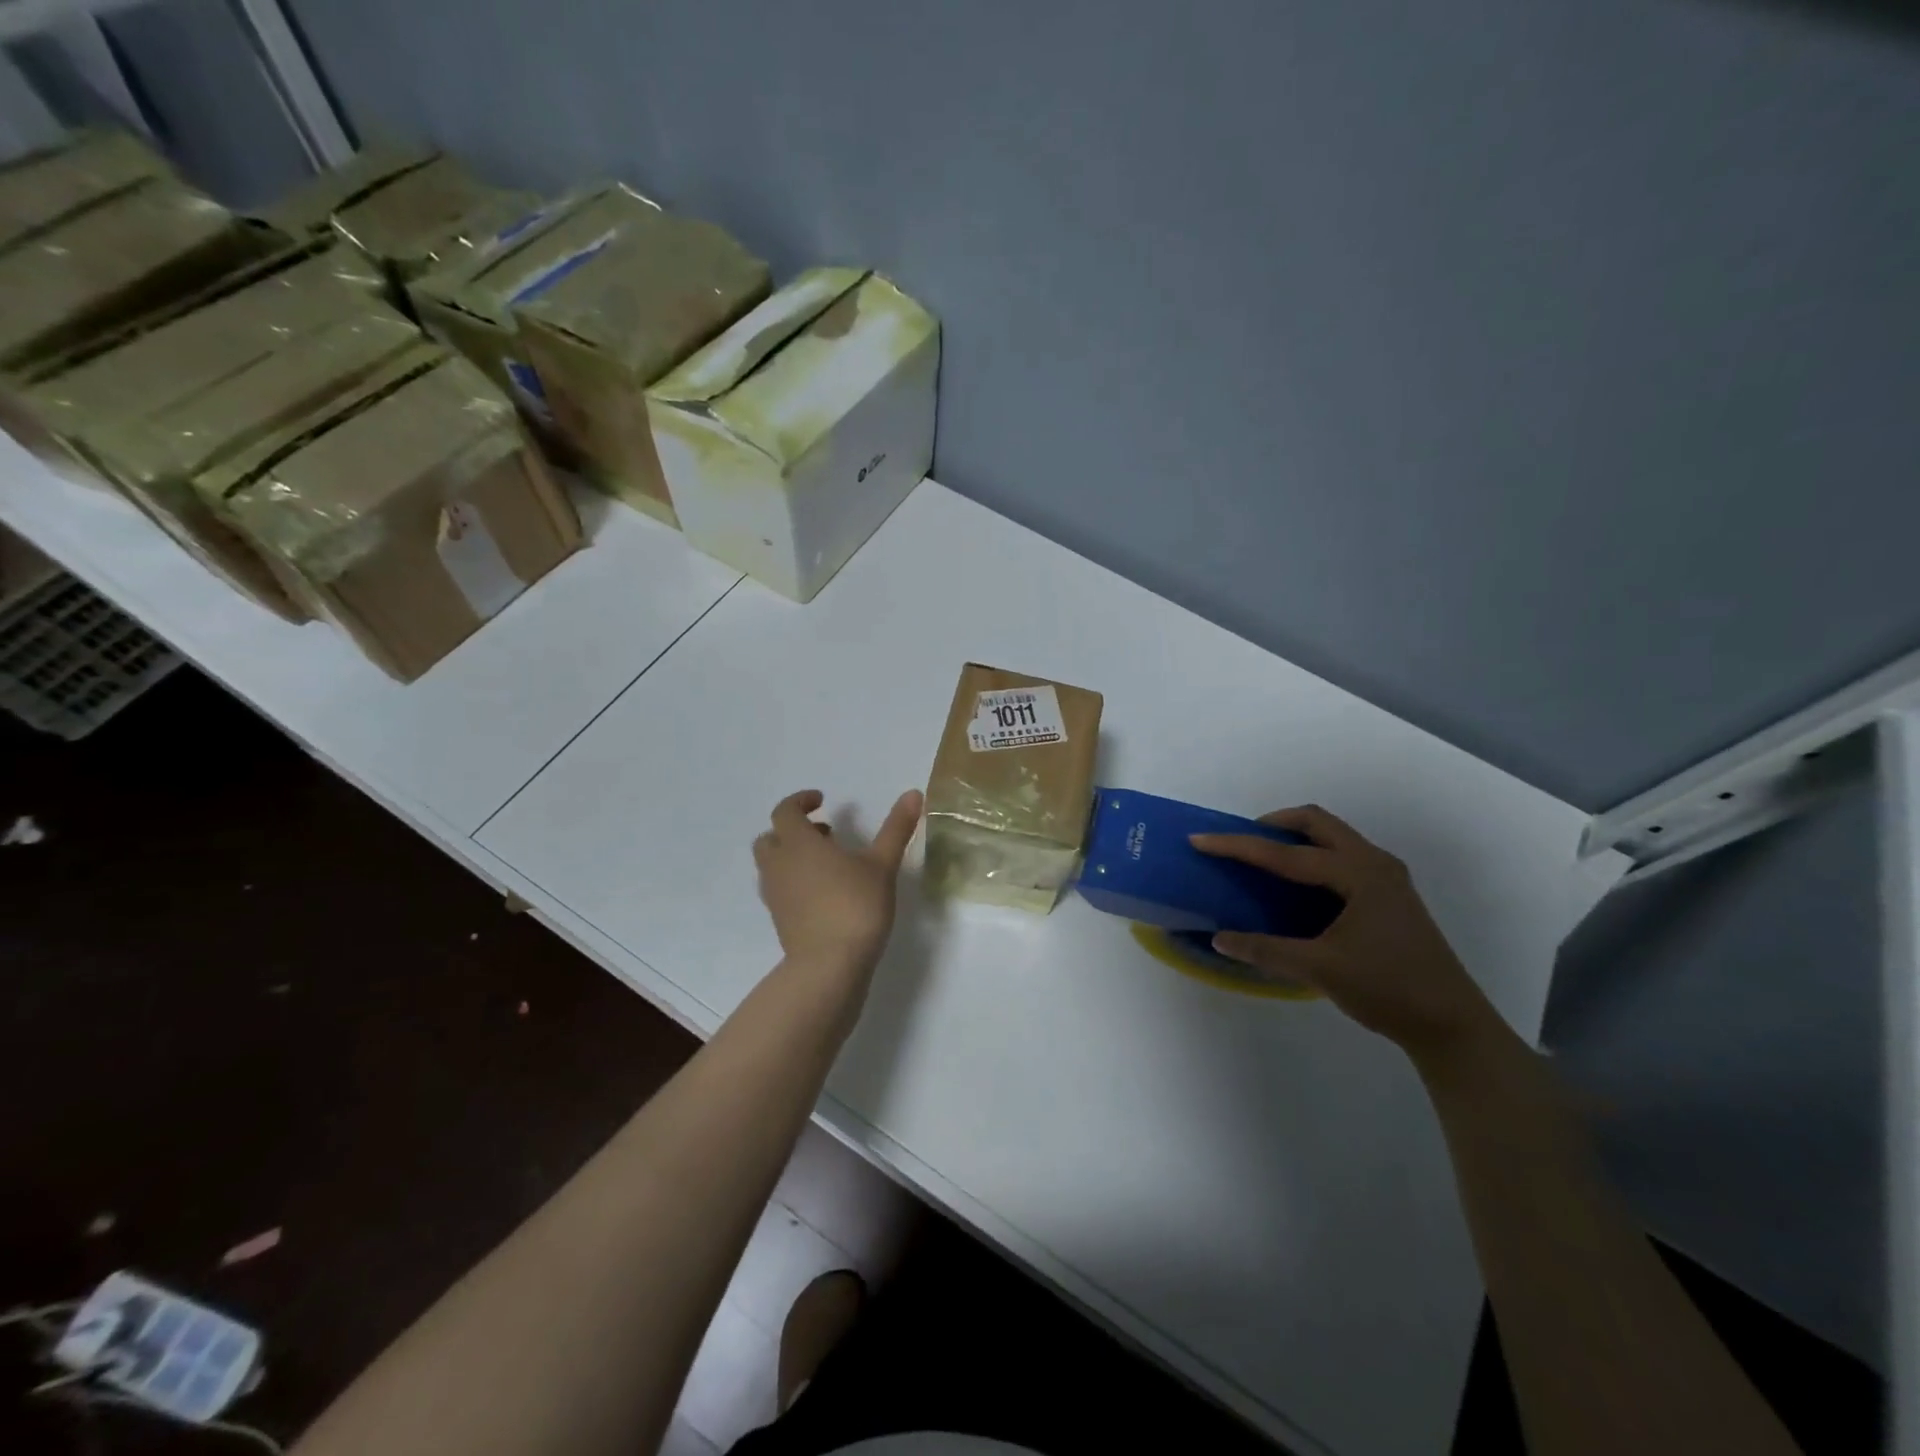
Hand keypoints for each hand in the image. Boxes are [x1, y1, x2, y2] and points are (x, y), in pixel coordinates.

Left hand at [754, 788, 923, 980]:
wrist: (829, 965)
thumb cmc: (855, 906)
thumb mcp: (882, 864)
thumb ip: (896, 828)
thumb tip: (914, 792)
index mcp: (798, 843)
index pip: (785, 811)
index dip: (801, 801)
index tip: (822, 800)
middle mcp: (779, 865)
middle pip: (771, 836)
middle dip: (793, 829)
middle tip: (825, 832)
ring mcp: (775, 894)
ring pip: (772, 864)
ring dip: (792, 854)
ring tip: (827, 863)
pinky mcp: (779, 919)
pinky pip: (778, 888)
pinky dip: (793, 879)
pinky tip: (823, 891)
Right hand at [1191, 805, 1502, 1063]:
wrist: (1452, 1025)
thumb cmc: (1388, 989)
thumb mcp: (1320, 969)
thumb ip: (1266, 950)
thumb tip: (1219, 939)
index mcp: (1358, 873)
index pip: (1286, 853)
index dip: (1238, 845)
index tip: (1200, 839)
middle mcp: (1374, 863)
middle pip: (1317, 822)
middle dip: (1273, 824)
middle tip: (1241, 842)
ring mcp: (1387, 878)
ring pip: (1333, 837)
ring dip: (1296, 838)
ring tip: (1264, 859)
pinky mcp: (1390, 895)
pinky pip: (1343, 856)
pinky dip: (1313, 856)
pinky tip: (1298, 887)